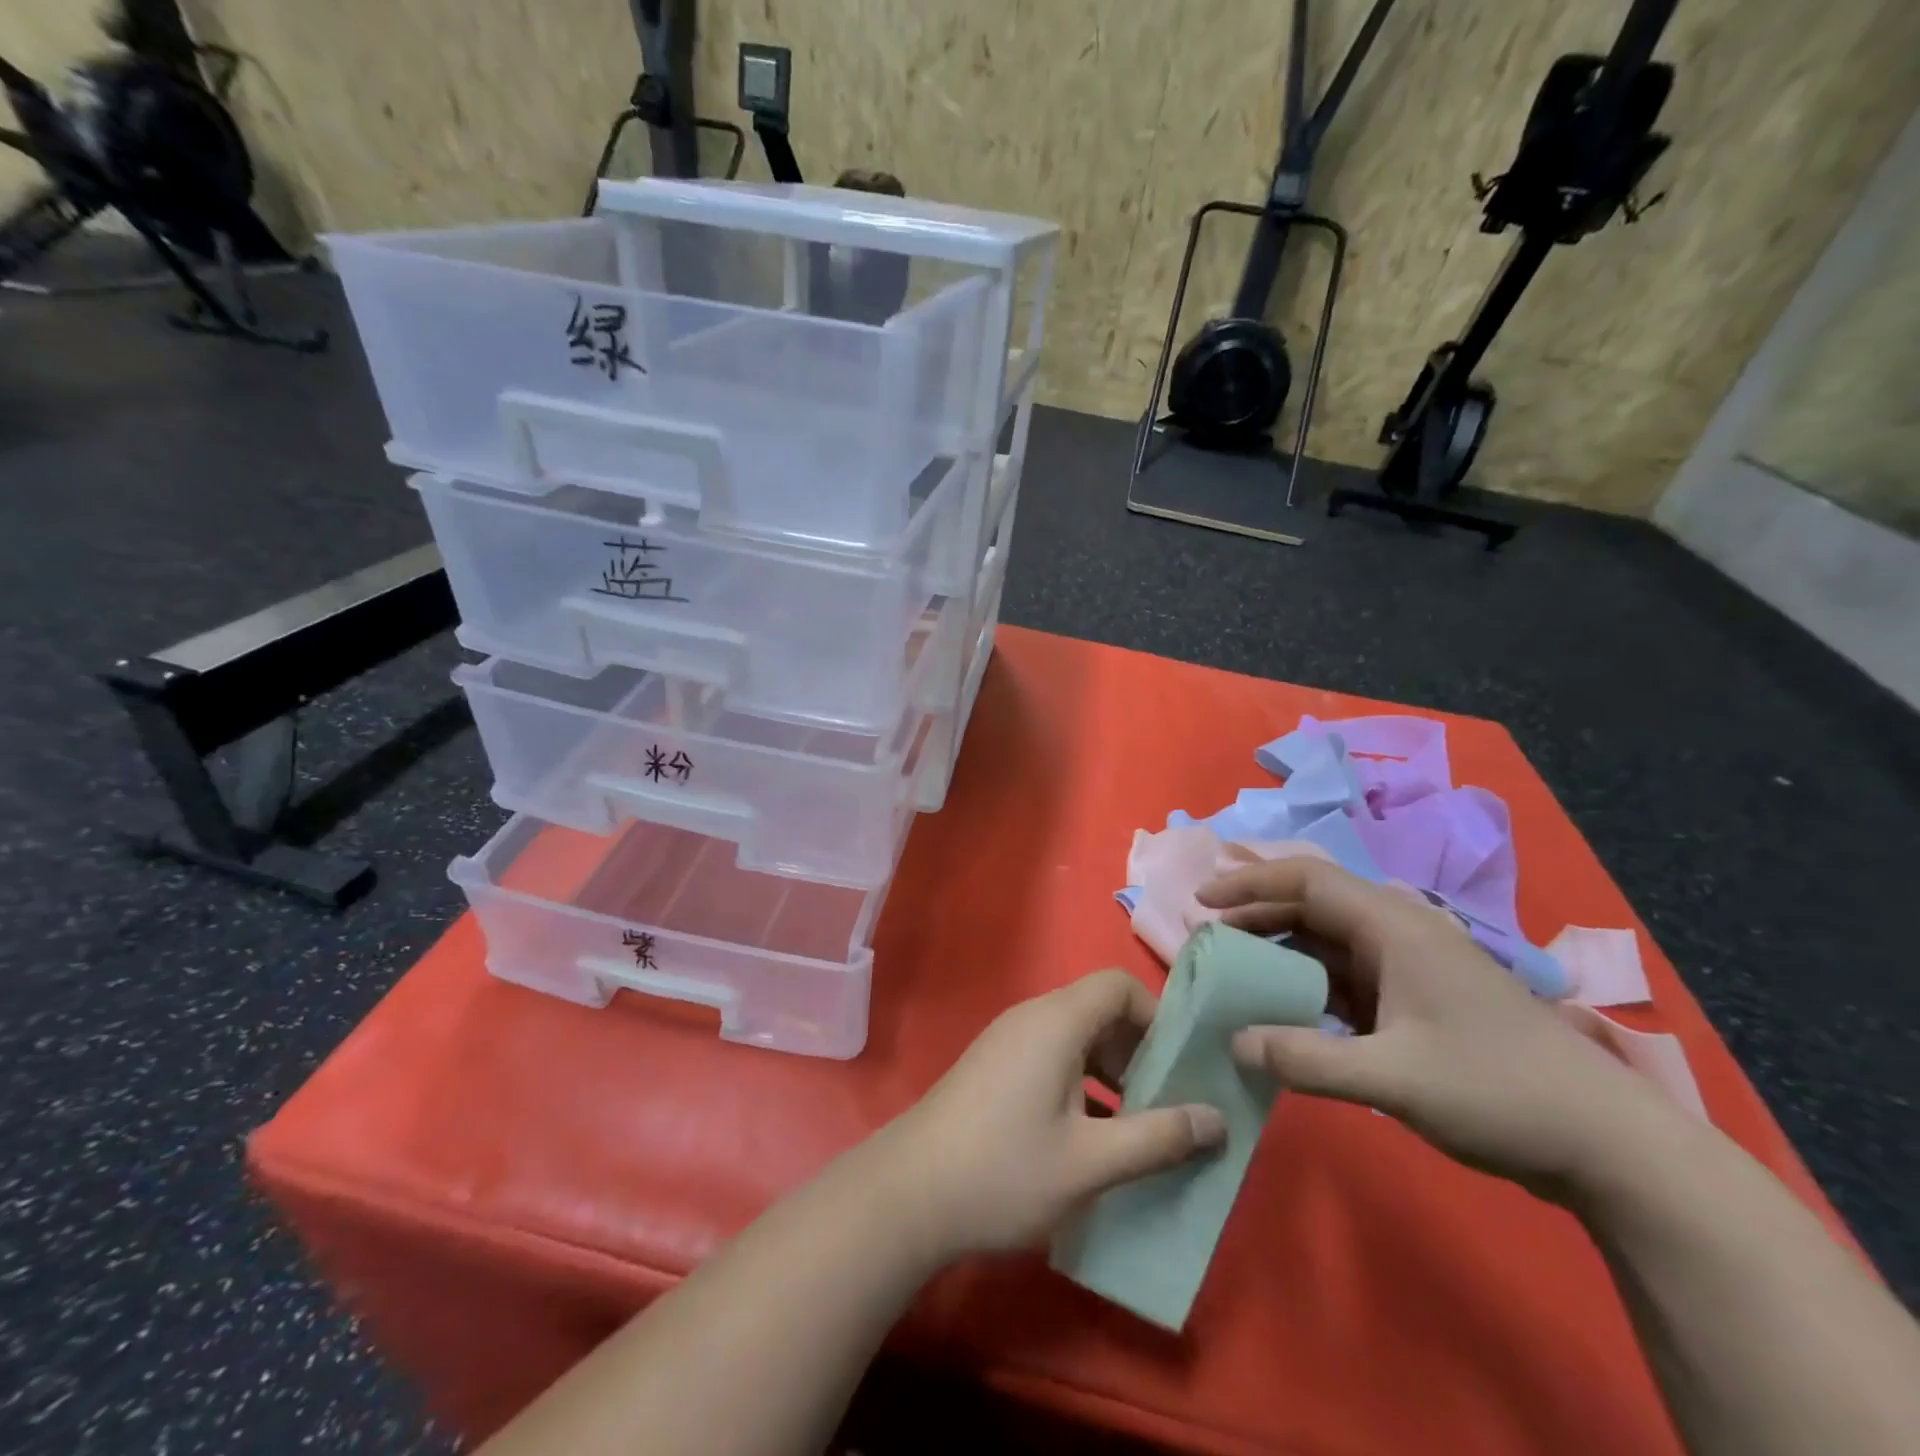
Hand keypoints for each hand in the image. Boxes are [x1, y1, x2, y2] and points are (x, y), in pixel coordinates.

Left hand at [877, 970, 1225, 1258]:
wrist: (910, 1193)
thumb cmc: (1005, 1169)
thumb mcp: (1091, 1162)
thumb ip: (1158, 1137)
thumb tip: (1219, 1119)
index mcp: (1056, 1021)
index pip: (1117, 985)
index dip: (1156, 1016)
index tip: (1180, 1066)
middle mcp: (1031, 1018)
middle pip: (1098, 1009)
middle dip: (1139, 1050)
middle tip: (1165, 1102)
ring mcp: (1007, 1042)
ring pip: (1076, 1037)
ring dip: (1111, 1072)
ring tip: (1136, 1126)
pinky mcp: (994, 1068)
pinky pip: (1051, 1057)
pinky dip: (1081, 1083)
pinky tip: (1090, 1138)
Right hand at [1197, 856, 1665, 1197]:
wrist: (1609, 1146)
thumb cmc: (1499, 1092)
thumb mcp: (1393, 1079)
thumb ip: (1306, 1059)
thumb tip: (1234, 1043)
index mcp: (1394, 927)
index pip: (1306, 880)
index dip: (1249, 883)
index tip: (1202, 900)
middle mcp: (1399, 933)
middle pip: (1313, 904)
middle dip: (1257, 914)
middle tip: (1208, 937)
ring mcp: (1411, 967)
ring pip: (1329, 941)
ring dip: (1281, 950)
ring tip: (1236, 970)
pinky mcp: (1418, 1000)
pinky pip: (1347, 977)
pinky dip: (1309, 984)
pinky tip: (1286, 1010)